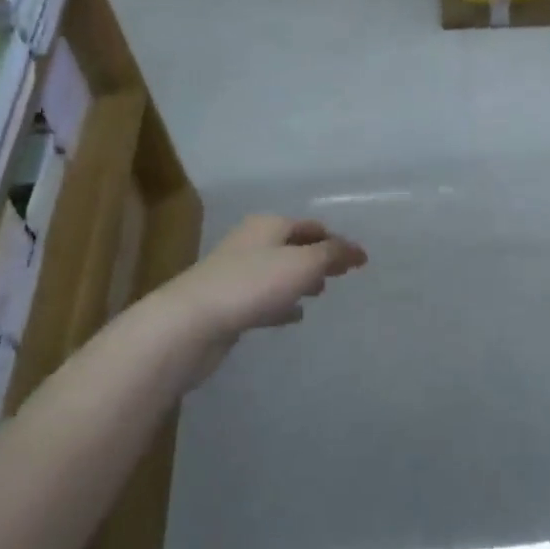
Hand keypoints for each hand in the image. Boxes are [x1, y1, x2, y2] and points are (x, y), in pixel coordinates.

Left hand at [160, 215, 367, 385]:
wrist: (191, 323)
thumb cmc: (252, 284)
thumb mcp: (302, 264)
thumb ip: (333, 254)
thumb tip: (358, 250)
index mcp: (269, 225)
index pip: (310, 227)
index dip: (335, 240)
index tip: (358, 259)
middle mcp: (251, 243)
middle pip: (292, 246)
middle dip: (317, 257)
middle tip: (340, 273)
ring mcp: (236, 273)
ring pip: (277, 272)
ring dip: (299, 280)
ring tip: (321, 292)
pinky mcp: (227, 303)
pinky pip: (263, 298)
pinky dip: (281, 303)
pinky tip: (293, 316)